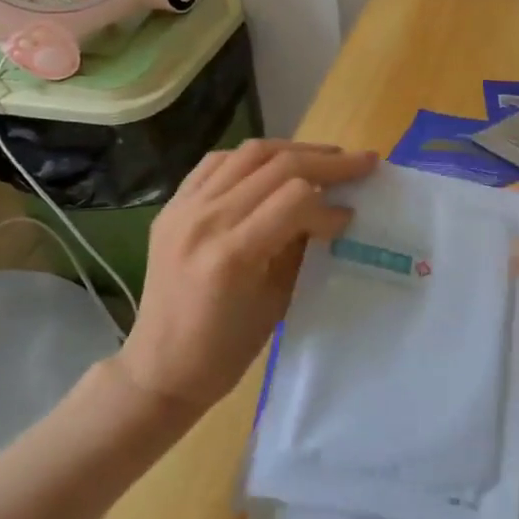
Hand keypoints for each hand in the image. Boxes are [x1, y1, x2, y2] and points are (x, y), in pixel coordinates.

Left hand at [117, 139, 376, 413]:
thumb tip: (332, 211)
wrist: (159, 368)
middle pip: (276, 165)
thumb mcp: (277, 301)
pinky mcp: (173, 205)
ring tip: (324, 157)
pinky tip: (273, 165)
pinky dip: (252, 158)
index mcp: (232, 253)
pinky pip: (217, 162)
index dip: (330, 204)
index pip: (295, 200)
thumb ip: (302, 247)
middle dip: (326, 162)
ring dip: (293, 150)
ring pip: (249, 153)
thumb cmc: (225, 349)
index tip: (351, 216)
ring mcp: (184, 208)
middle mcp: (205, 219)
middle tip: (360, 163)